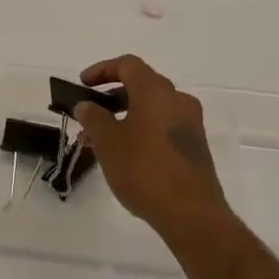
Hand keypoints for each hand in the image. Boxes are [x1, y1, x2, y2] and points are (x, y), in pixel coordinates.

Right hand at [70, 55, 230, 238]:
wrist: (191, 213)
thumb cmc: (144, 171)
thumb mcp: (108, 143)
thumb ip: (94, 118)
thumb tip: (86, 105)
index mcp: (155, 91)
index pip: (128, 65)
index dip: (102, 70)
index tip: (83, 85)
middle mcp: (177, 99)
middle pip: (142, 83)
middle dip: (113, 93)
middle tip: (92, 110)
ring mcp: (191, 122)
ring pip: (154, 106)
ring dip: (128, 112)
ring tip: (105, 136)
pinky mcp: (195, 144)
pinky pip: (165, 123)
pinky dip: (144, 126)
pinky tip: (128, 151)